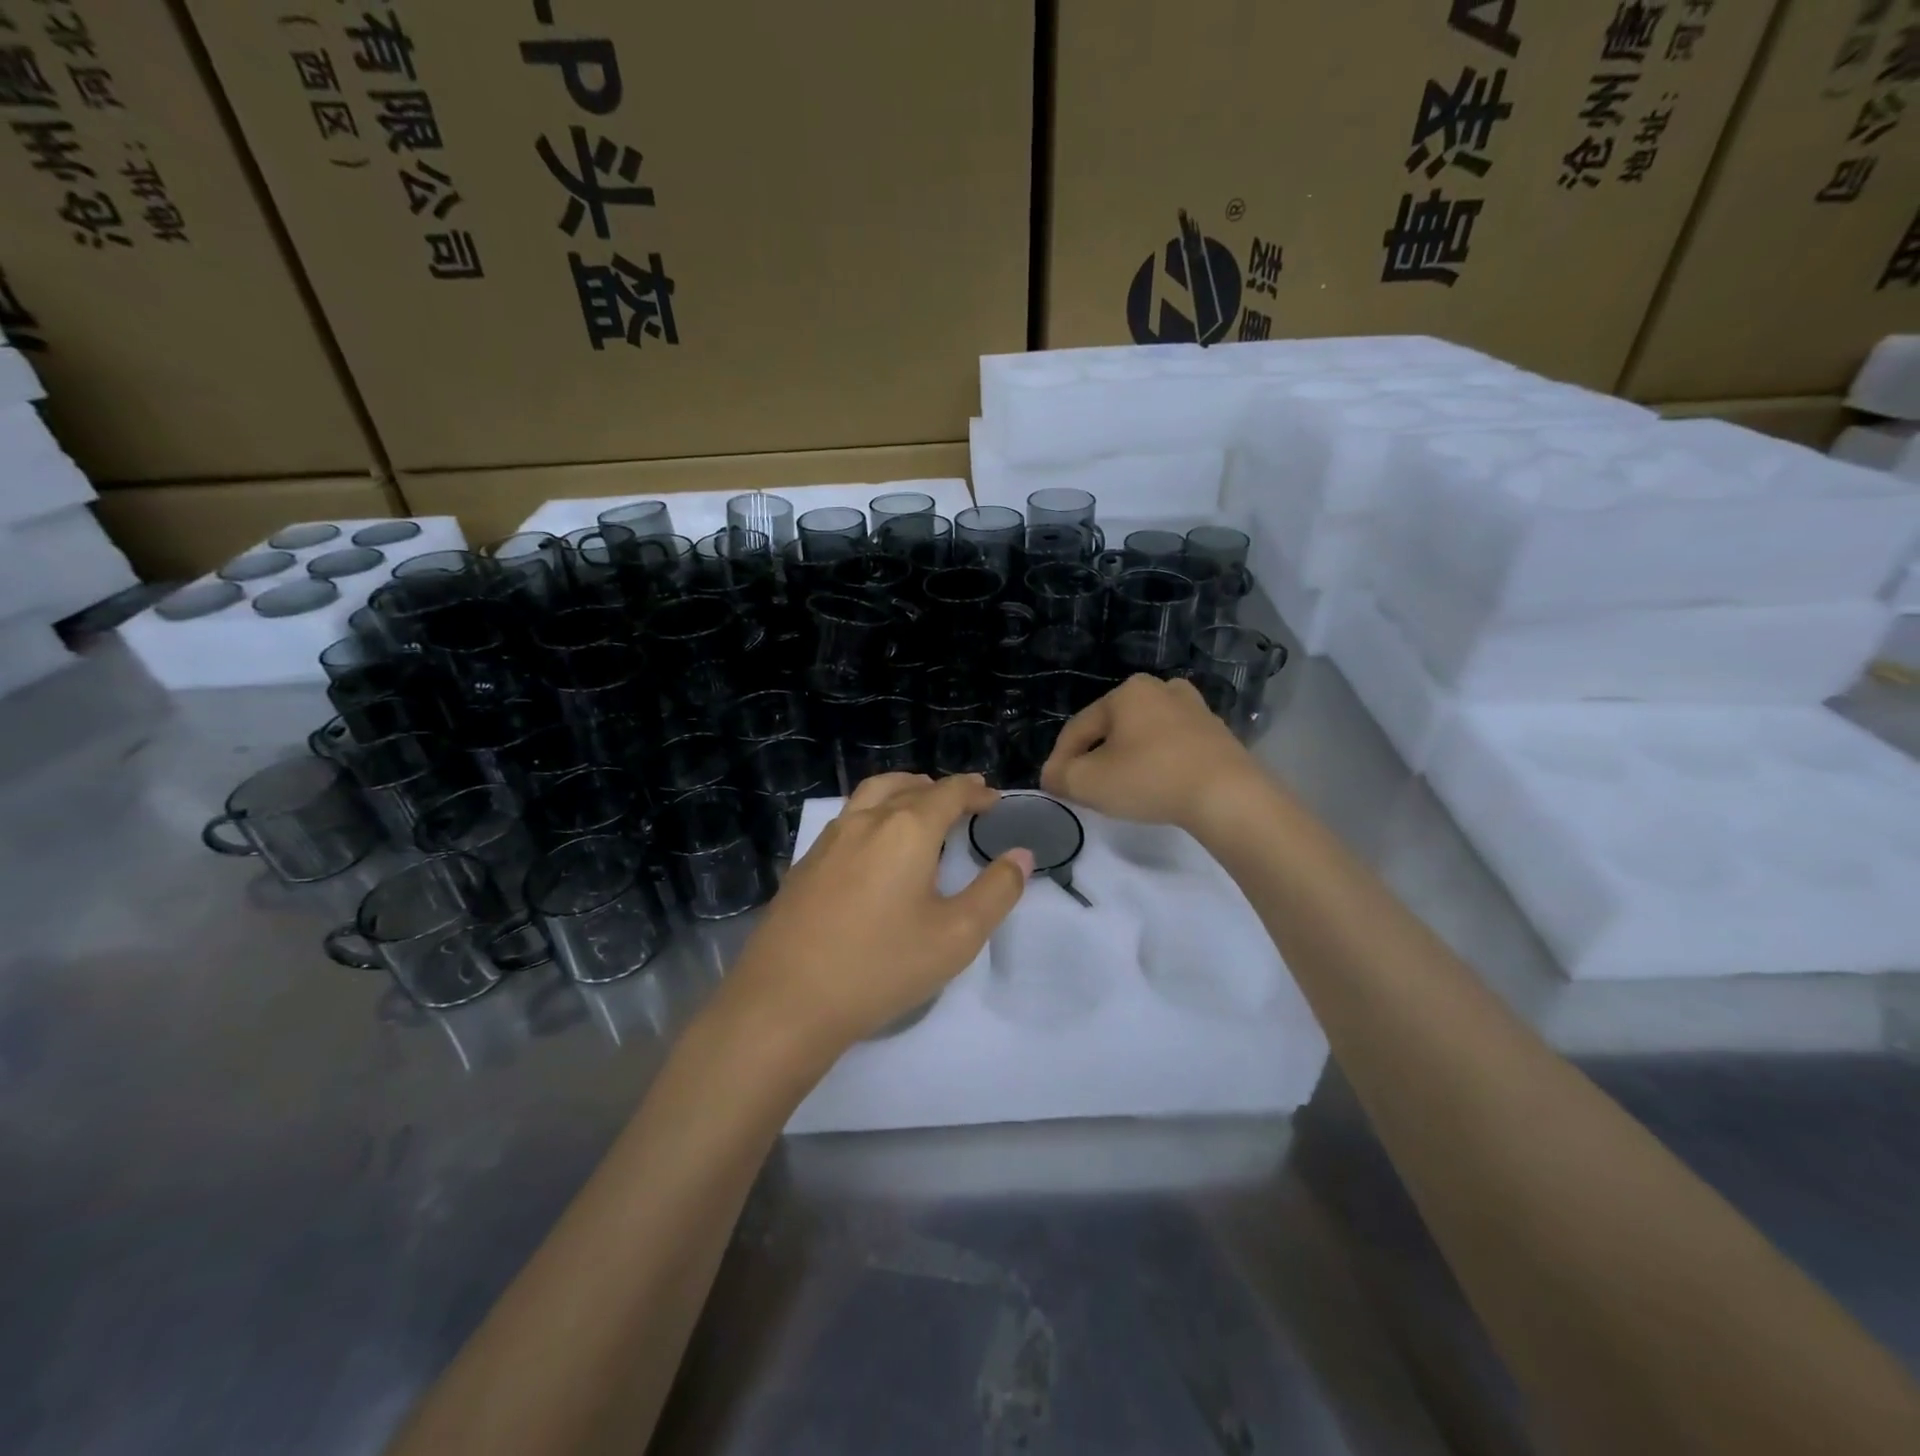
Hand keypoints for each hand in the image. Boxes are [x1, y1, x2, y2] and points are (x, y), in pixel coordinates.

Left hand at [719, 774, 1031, 1058]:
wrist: (786, 1000)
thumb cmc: (881, 966)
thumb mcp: (956, 936)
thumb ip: (996, 891)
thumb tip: (1021, 855)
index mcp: (907, 829)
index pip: (949, 793)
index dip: (975, 791)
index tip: (993, 799)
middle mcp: (866, 821)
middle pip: (908, 785)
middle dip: (940, 788)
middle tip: (963, 800)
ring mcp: (829, 840)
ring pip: (871, 794)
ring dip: (902, 790)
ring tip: (918, 804)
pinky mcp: (805, 863)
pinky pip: (847, 818)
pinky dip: (873, 812)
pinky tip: (873, 845)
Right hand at [1042, 675, 1266, 831]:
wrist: (1227, 795)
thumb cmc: (1149, 779)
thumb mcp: (1088, 782)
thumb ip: (1060, 776)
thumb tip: (1053, 775)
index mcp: (1126, 692)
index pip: (1078, 728)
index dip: (1060, 759)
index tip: (1054, 787)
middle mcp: (1160, 689)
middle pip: (1112, 729)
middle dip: (1095, 757)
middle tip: (1087, 788)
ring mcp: (1194, 709)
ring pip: (1144, 736)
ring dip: (1127, 759)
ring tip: (1122, 788)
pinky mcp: (1217, 733)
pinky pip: (1173, 746)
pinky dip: (1158, 763)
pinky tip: (1157, 785)